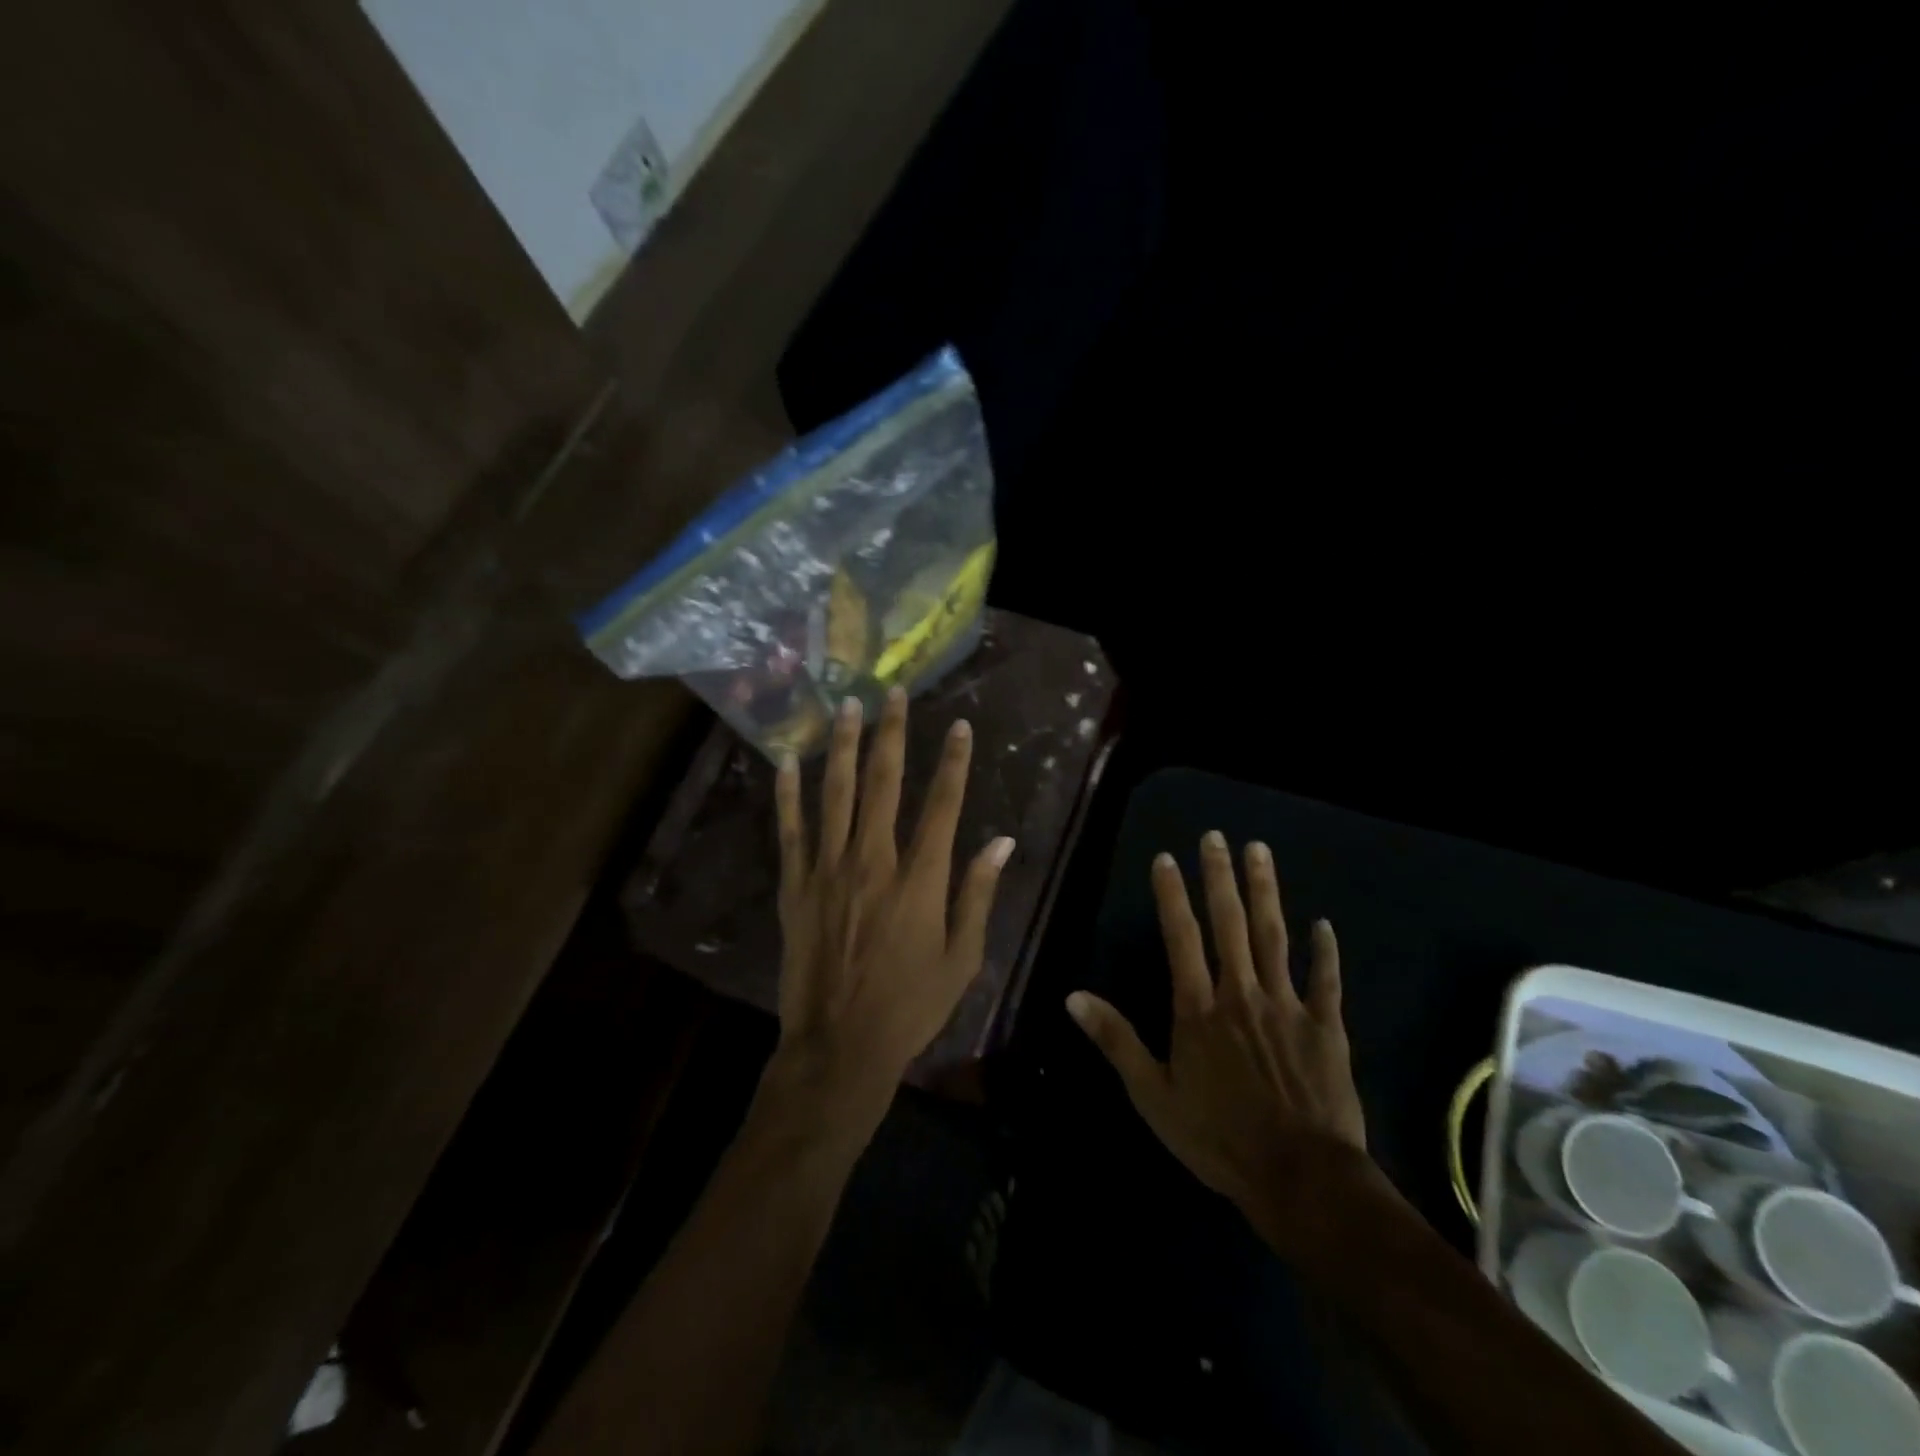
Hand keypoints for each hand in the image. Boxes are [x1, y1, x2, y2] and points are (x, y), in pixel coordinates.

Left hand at [768, 688, 1014, 1127]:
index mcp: (920, 880)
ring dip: (842, 747)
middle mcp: (873, 862)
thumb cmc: (911, 1006)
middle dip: (891, 734)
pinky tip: (787, 761)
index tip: (960, 727)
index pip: (942, 805)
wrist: (839, 1047)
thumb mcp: (962, 958)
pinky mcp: (795, 886)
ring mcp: (828, 871)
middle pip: (884, 784)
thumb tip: (1000, 842)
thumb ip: (978, 895)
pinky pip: (791, 830)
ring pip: (835, 794)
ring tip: (847, 707)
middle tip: (894, 693)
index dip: (953, 762)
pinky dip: (788, 794)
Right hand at [1066, 832, 1369, 1256]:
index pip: (1181, 937)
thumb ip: (1115, 1040)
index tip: (1167, 858)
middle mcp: (1241, 993)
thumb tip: (1073, 996)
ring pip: (1274, 936)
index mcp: (1198, 1008)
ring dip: (1266, 891)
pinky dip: (1325, 951)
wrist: (1301, 1178)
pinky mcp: (1326, 1027)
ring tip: (1260, 851)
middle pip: (1229, 923)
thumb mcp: (1152, 1095)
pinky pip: (1325, 980)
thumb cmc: (1218, 1138)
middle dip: (1220, 877)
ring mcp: (1286, 1006)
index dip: (1172, 895)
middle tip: (1216, 837)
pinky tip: (1324, 923)